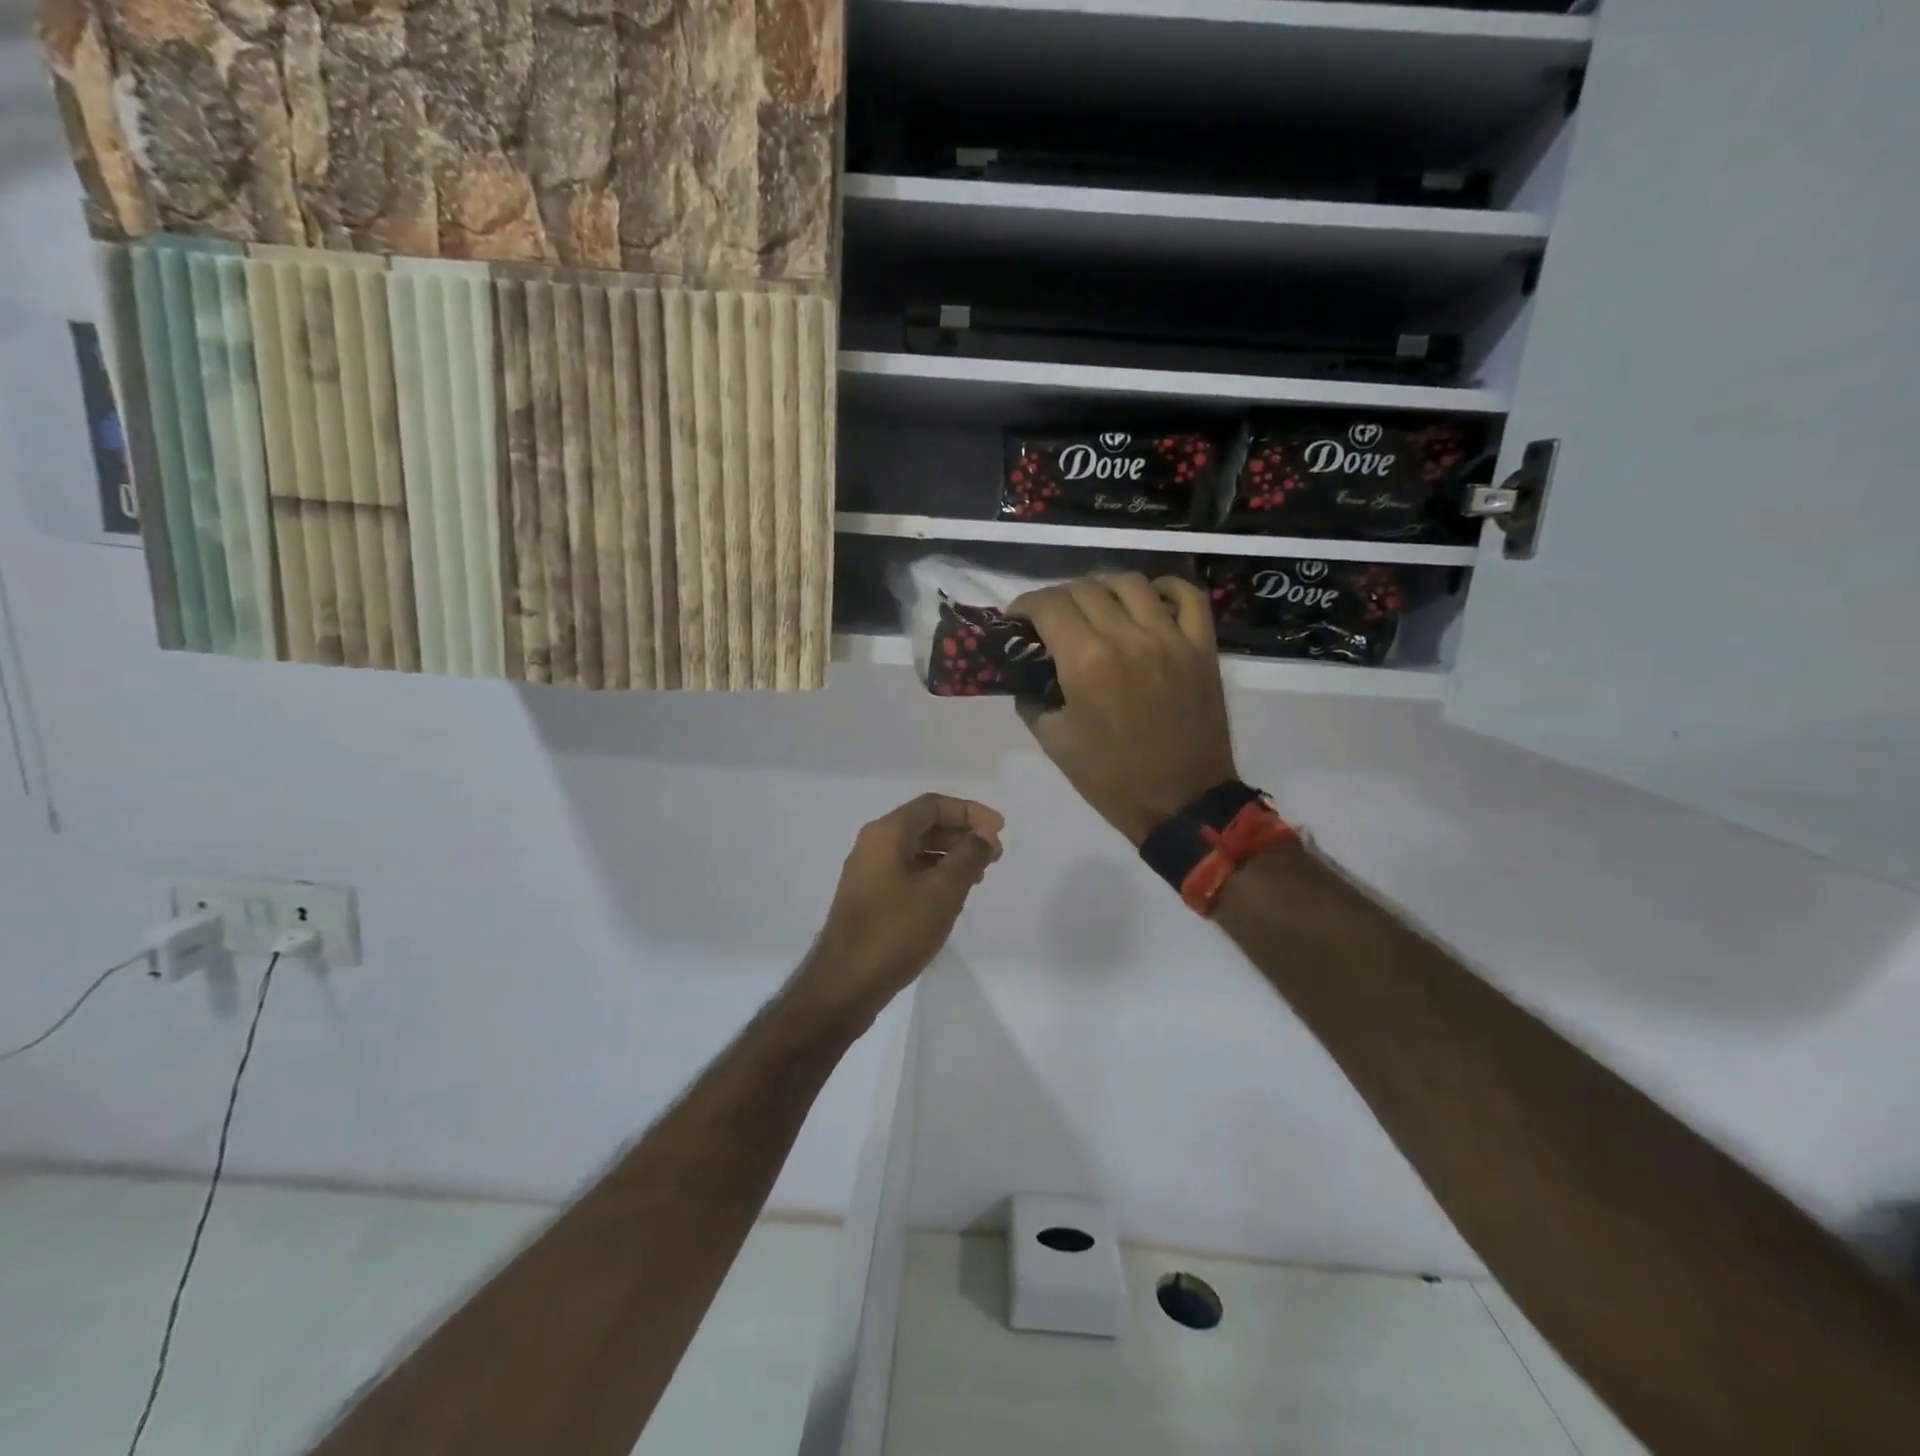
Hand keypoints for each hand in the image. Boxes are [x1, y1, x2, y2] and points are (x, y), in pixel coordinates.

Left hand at [800, 794, 1003, 1016]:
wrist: (845, 984)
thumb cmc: (896, 931)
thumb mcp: (942, 891)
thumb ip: (968, 855)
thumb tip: (984, 834)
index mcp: (887, 833)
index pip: (933, 805)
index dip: (970, 812)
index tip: (1000, 830)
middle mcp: (873, 844)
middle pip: (924, 824)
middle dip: (962, 834)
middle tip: (994, 856)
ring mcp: (868, 871)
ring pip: (916, 849)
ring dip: (950, 856)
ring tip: (978, 877)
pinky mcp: (868, 896)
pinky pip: (906, 871)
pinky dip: (933, 874)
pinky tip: (951, 896)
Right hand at [1010, 574, 1238, 844]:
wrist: (1181, 803)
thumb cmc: (1111, 779)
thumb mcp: (1055, 744)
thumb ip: (1033, 701)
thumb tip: (1028, 678)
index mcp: (1085, 662)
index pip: (1048, 606)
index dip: (1024, 606)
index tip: (1018, 619)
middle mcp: (1127, 637)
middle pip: (1084, 588)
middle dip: (1058, 598)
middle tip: (1052, 620)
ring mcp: (1170, 638)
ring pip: (1130, 583)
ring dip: (1103, 588)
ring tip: (1096, 607)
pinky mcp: (1201, 647)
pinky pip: (1187, 596)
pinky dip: (1164, 588)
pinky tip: (1148, 602)